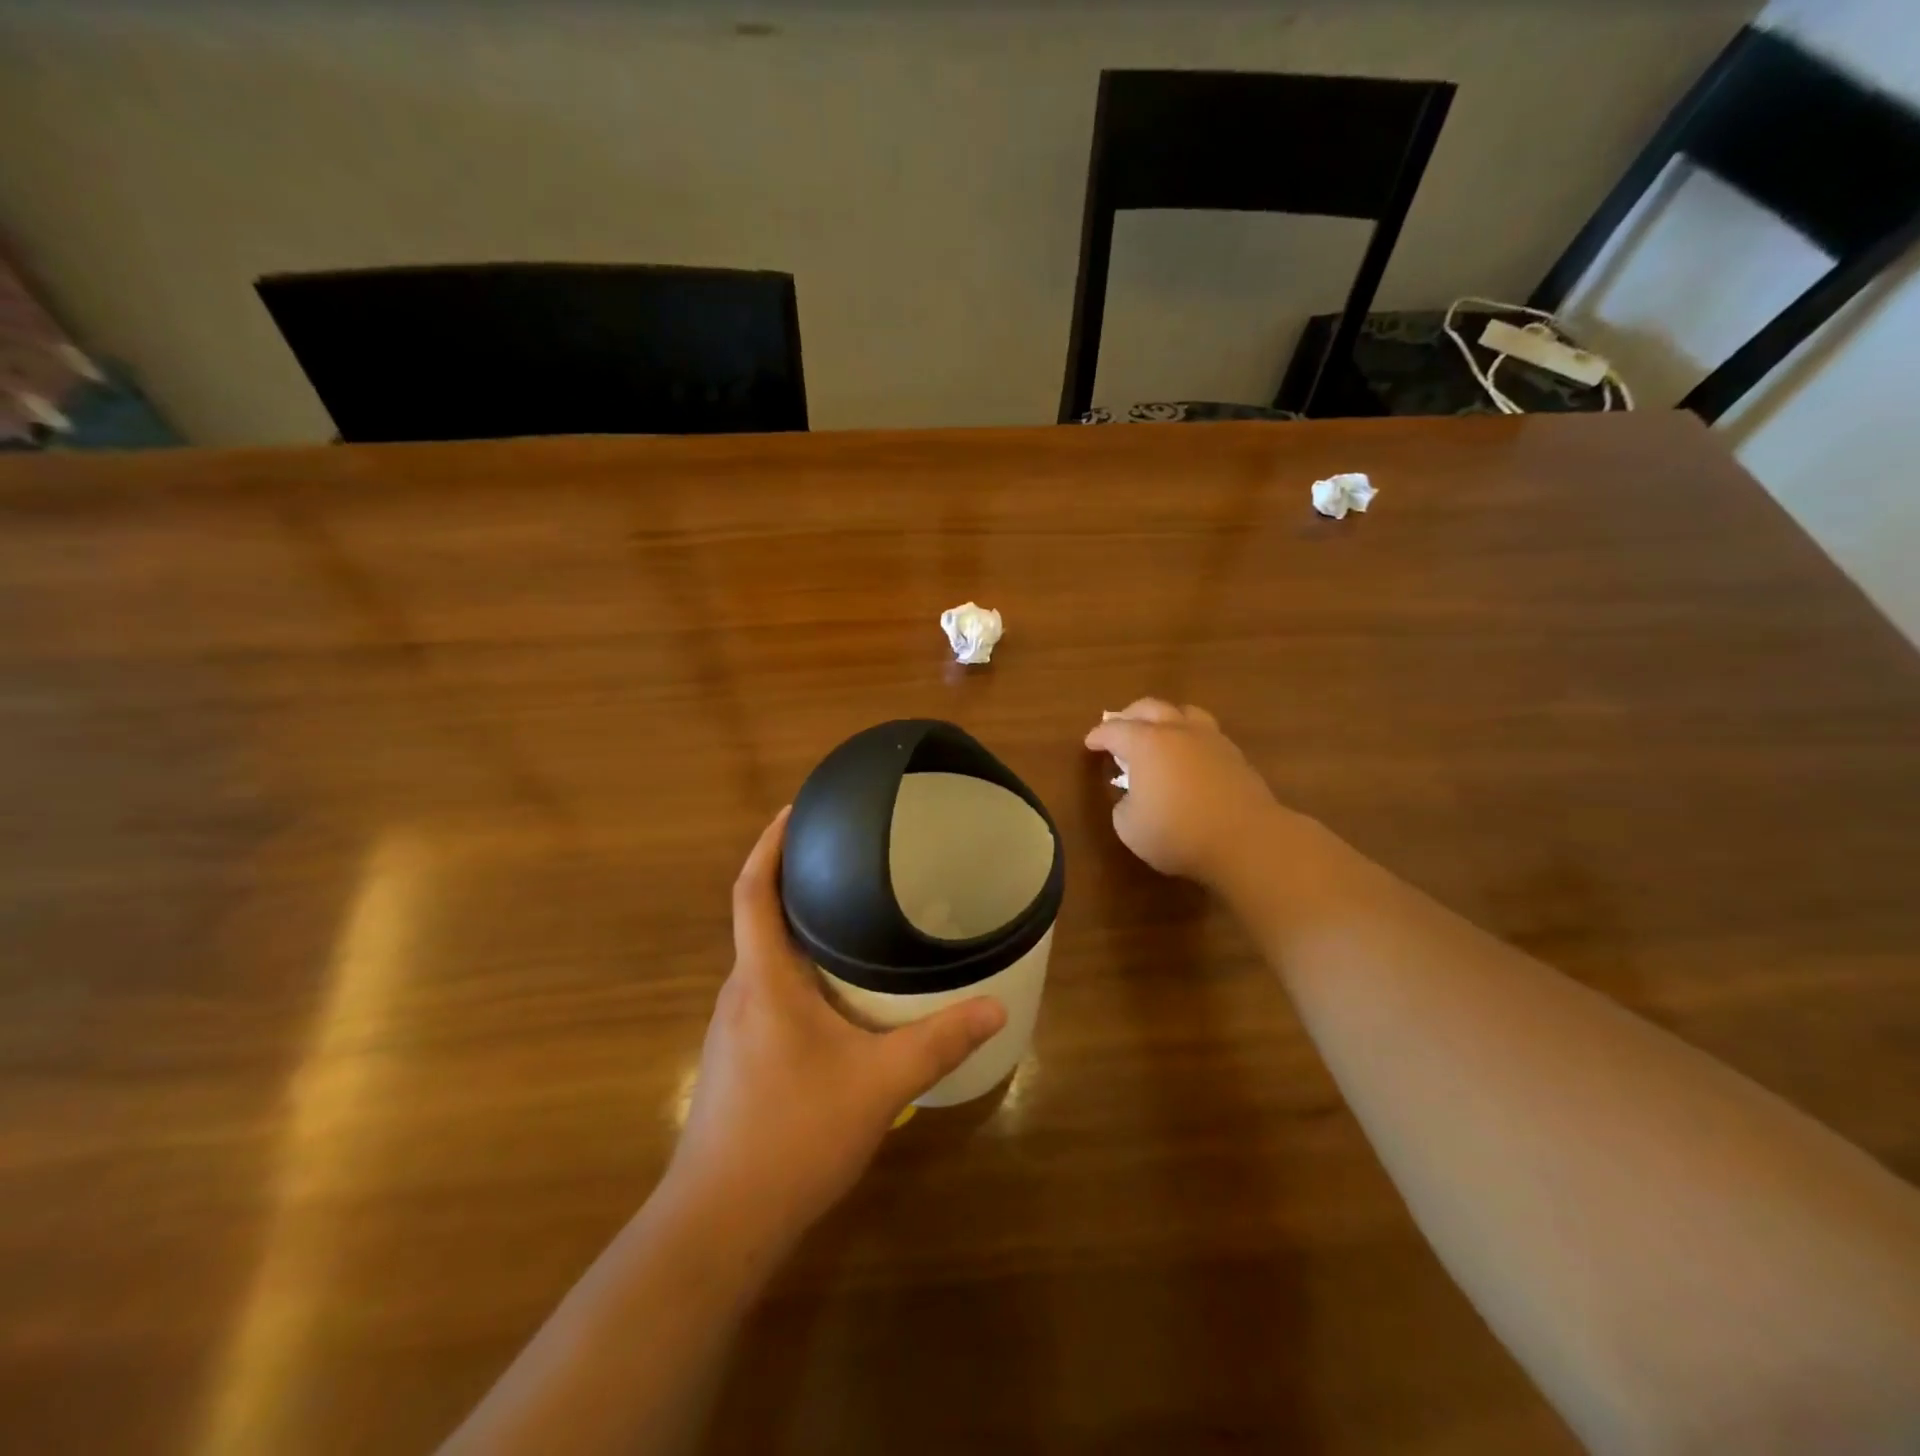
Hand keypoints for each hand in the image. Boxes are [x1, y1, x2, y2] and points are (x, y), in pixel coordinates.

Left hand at [668, 808, 1007, 1243]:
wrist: (719, 1224)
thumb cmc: (793, 1134)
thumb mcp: (879, 1084)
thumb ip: (938, 1041)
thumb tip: (995, 1006)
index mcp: (763, 979)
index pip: (751, 892)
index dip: (767, 846)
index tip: (793, 810)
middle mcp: (740, 993)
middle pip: (757, 919)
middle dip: (792, 882)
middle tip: (844, 859)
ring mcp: (733, 1029)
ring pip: (764, 961)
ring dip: (796, 931)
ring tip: (846, 916)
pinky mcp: (737, 1060)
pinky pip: (767, 993)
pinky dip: (796, 973)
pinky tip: (834, 995)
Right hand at [1084, 699, 1281, 888]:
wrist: (1245, 840)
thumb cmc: (1177, 833)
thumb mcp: (1129, 827)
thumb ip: (1124, 804)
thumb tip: (1134, 796)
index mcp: (1145, 743)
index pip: (1114, 730)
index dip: (1098, 735)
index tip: (1090, 743)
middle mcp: (1177, 731)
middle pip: (1149, 707)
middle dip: (1130, 715)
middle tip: (1119, 728)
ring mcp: (1211, 740)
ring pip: (1184, 713)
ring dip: (1166, 718)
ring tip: (1159, 733)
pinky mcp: (1235, 756)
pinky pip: (1207, 734)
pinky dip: (1190, 738)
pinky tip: (1189, 756)